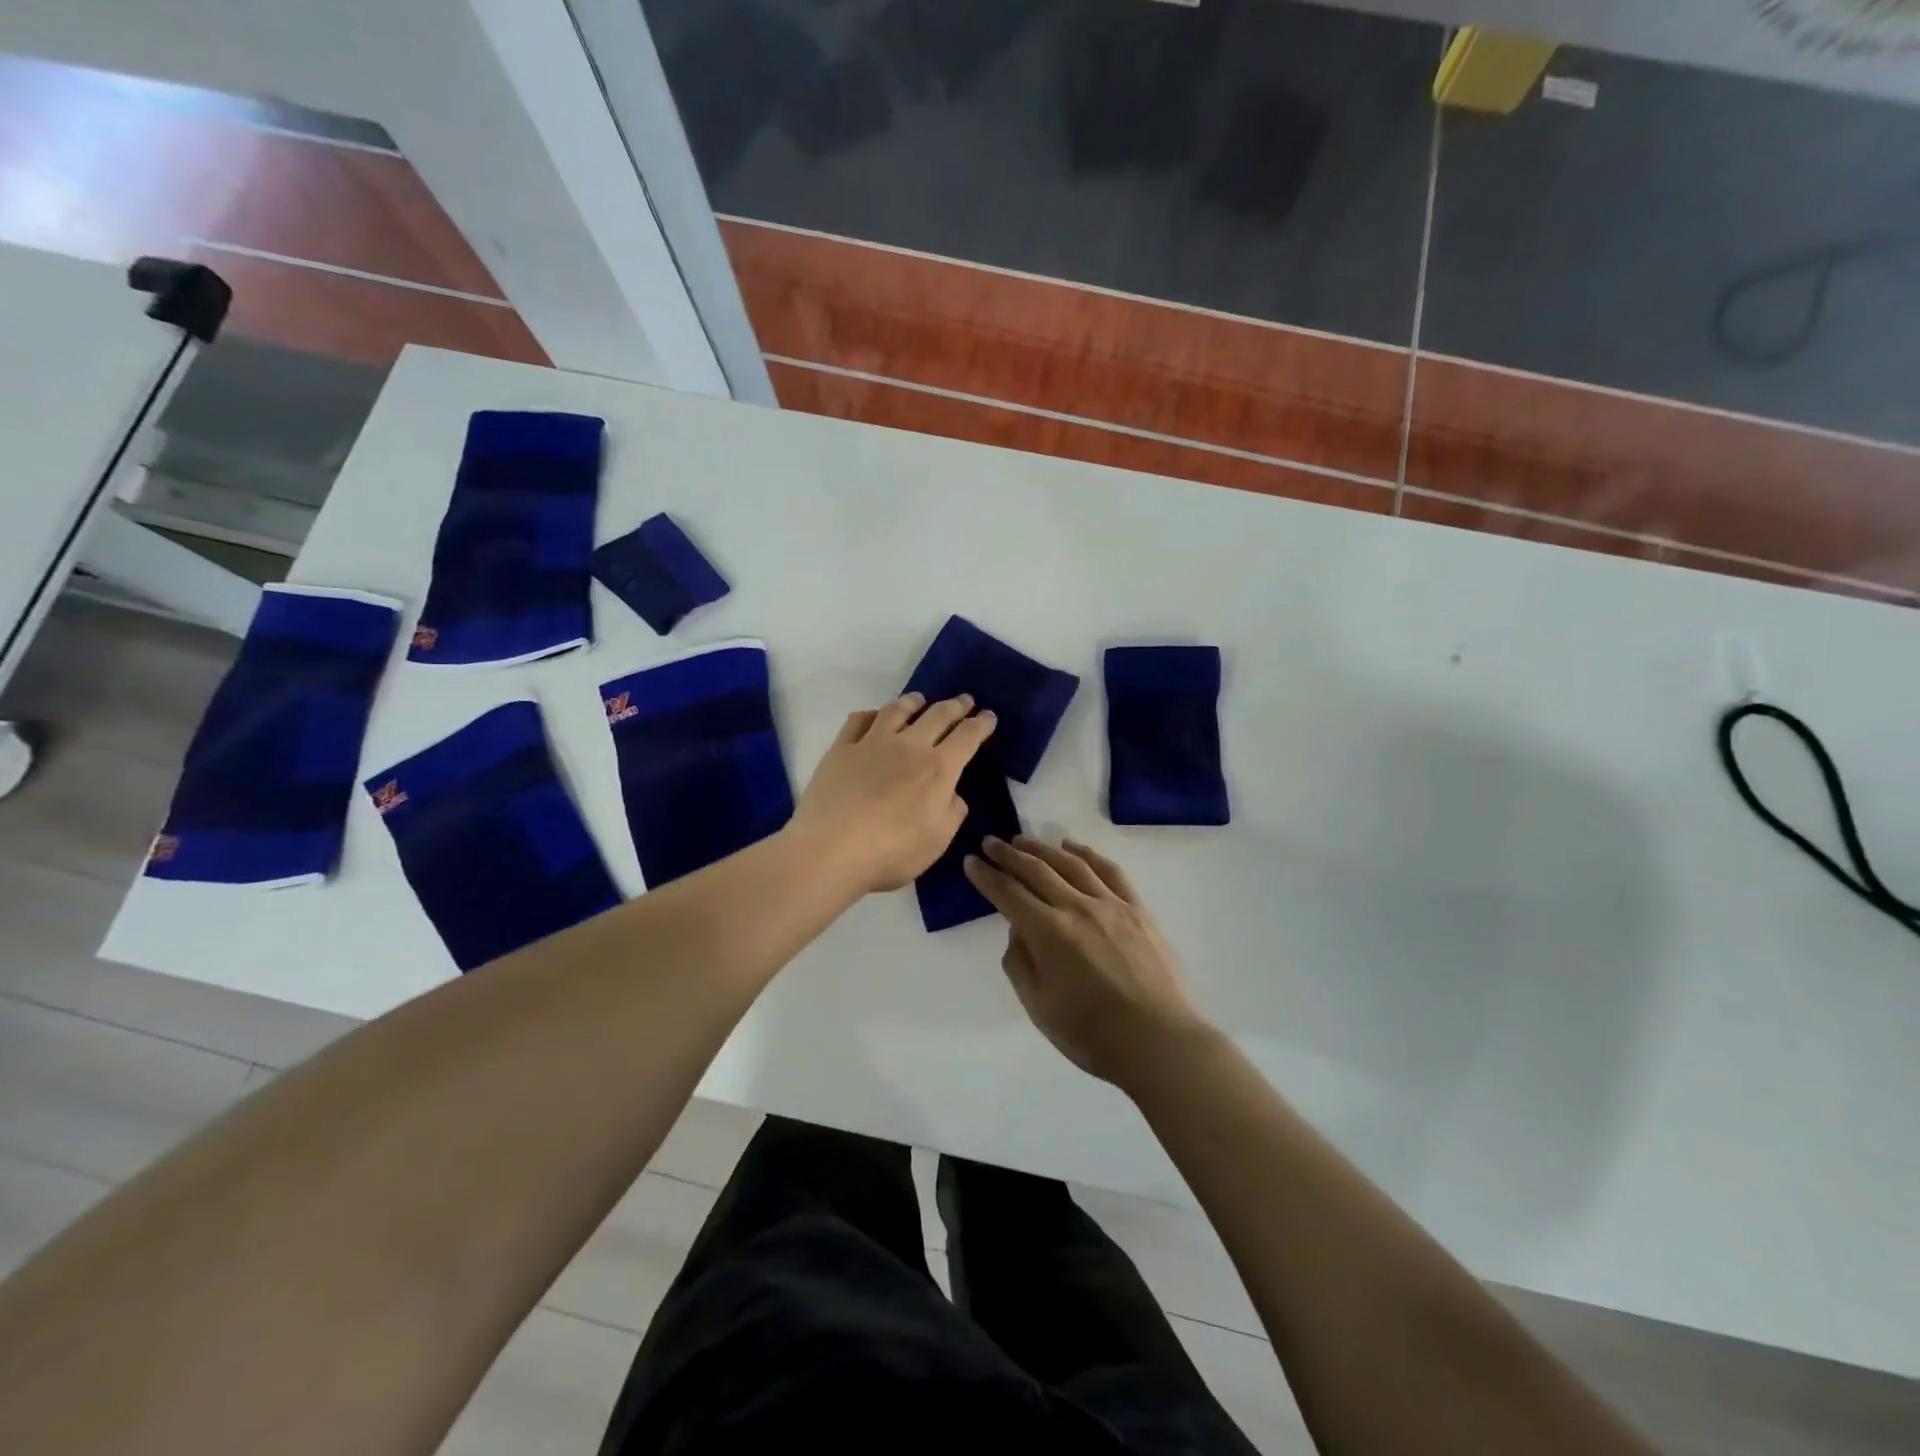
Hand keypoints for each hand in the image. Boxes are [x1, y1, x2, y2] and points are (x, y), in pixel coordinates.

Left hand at [791, 692, 995, 893]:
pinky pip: (859, 720)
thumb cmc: (891, 852)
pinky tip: (875, 717)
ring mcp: (872, 744)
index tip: (989, 716)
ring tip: (920, 699)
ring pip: (897, 710)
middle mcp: (908, 747)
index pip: (967, 737)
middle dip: (955, 706)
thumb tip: (951, 793)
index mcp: (938, 769)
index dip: (981, 724)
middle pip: (937, 715)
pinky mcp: (841, 749)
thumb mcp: (938, 841)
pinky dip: (872, 714)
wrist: (830, 850)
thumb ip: (952, 812)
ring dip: (913, 702)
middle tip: (965, 700)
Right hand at [963, 835, 1208, 1087]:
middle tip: (990, 843)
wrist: (1159, 1042)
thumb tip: (1018, 930)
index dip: (986, 876)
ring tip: (1023, 840)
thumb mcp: (1039, 1006)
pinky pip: (1109, 871)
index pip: (1008, 893)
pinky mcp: (1137, 910)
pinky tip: (1073, 848)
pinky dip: (1087, 854)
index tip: (971, 862)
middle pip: (1036, 870)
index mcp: (1048, 932)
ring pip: (1071, 864)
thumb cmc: (1091, 1034)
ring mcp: (1111, 905)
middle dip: (1008, 855)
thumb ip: (1020, 963)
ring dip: (1043, 849)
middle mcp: (1077, 907)